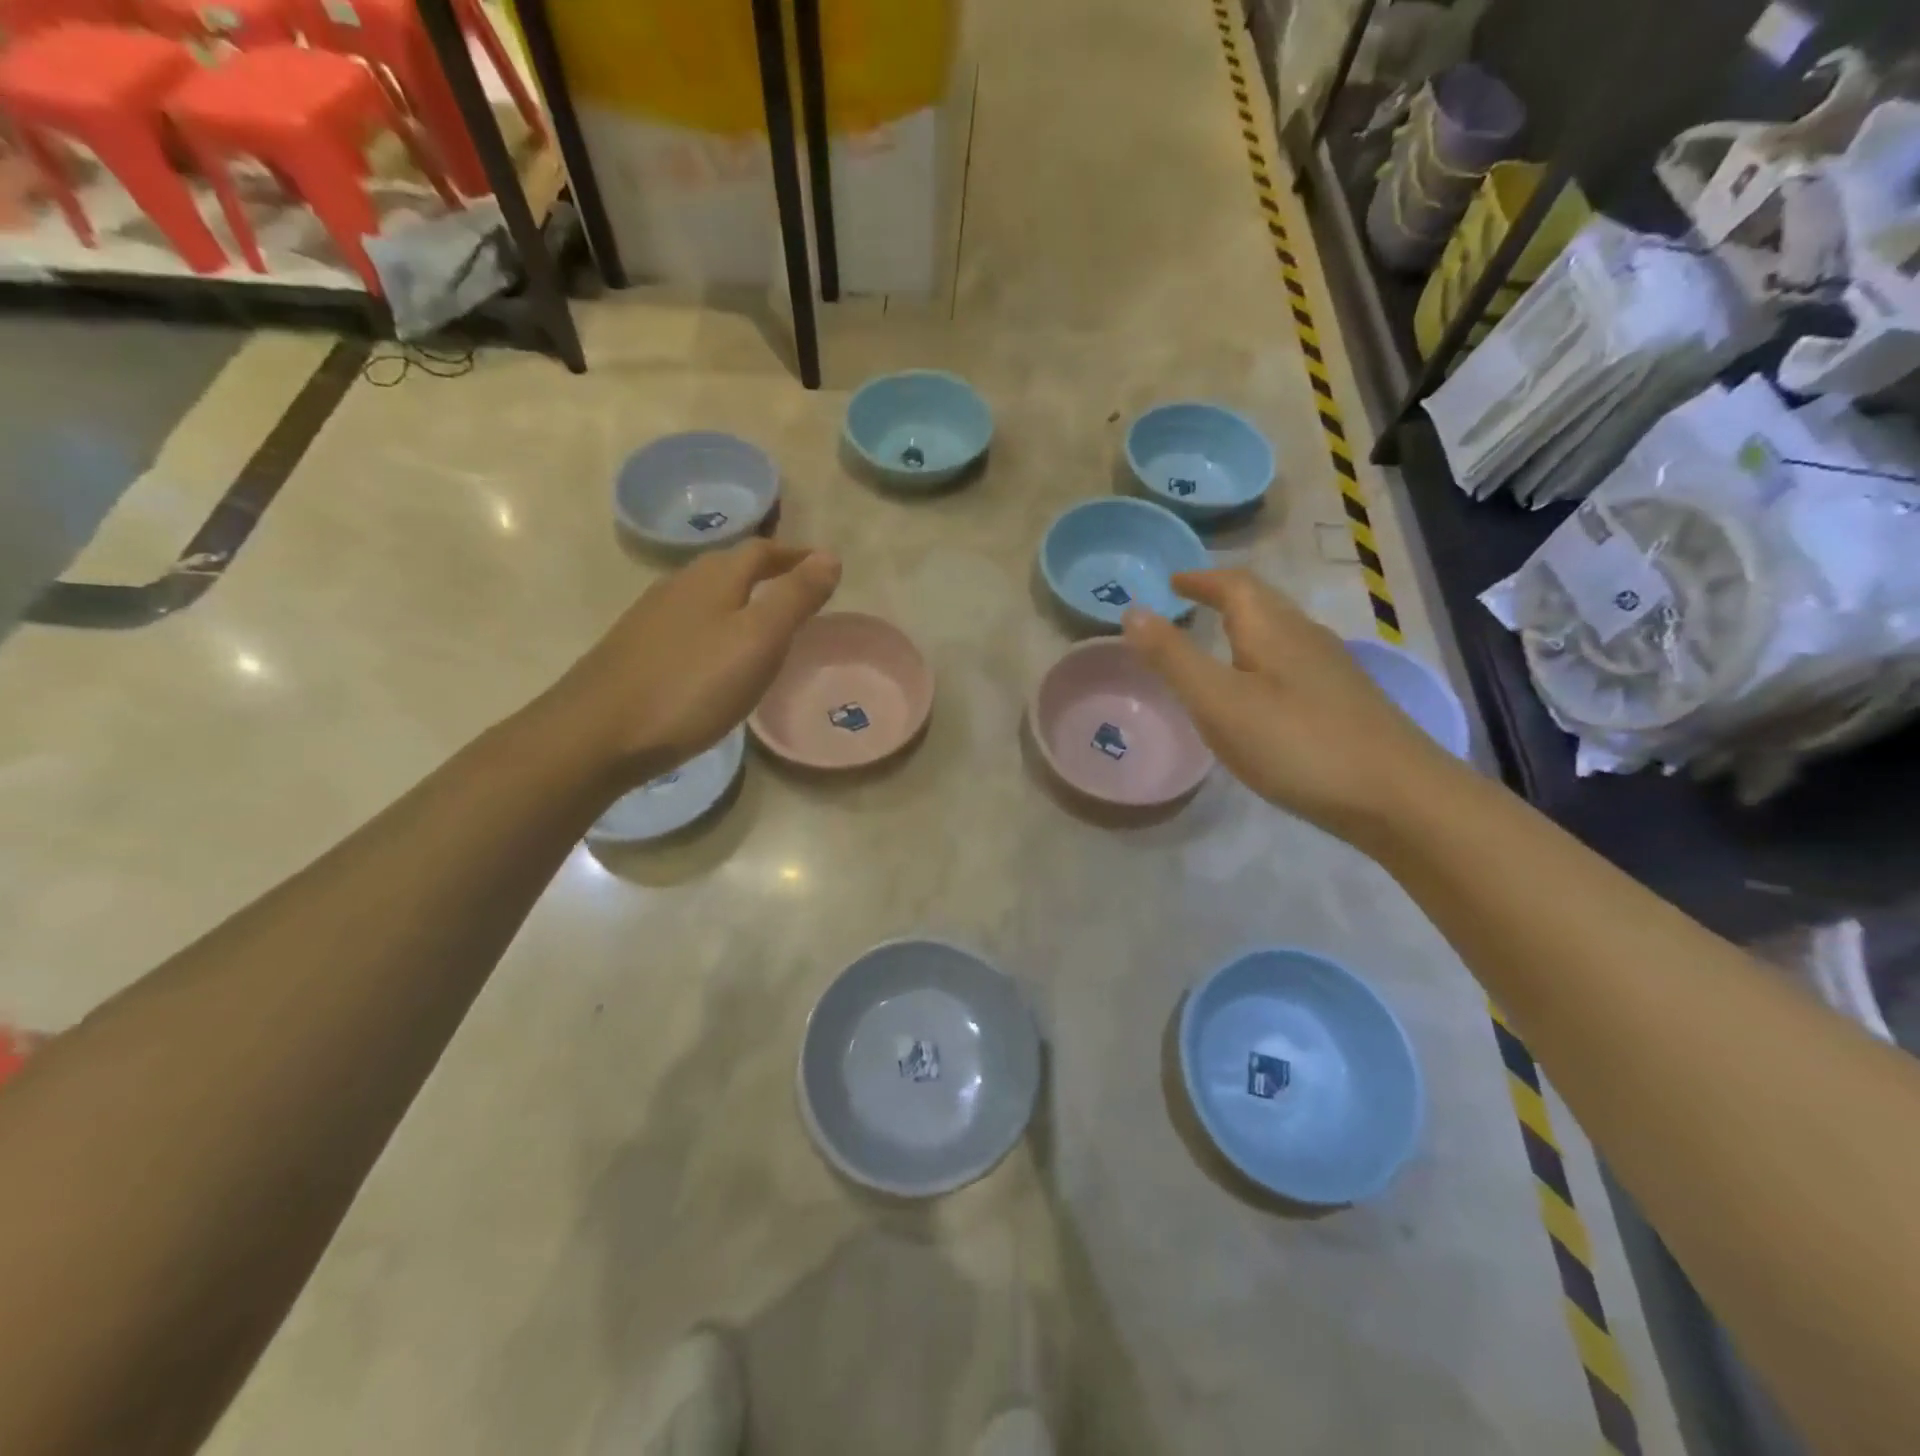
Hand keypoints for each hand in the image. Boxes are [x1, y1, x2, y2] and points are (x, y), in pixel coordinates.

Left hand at [550, 541, 840, 785]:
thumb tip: (830, 557)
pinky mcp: (635, 649)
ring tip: (764, 625)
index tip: (824, 567)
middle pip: (730, 568)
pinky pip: (688, 624)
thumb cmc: (691, 685)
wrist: (597, 733)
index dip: (795, 556)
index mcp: (714, 578)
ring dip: (740, 600)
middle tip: (799, 594)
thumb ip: (795, 598)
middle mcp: (679, 586)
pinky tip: (716, 658)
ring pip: (706, 596)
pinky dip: (716, 627)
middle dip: (767, 573)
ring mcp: (651, 617)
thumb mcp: (759, 640)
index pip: (762, 551)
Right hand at [1123, 569, 1458, 840]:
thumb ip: (1173, 657)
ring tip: (1217, 644)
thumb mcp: (1218, 702)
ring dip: (1245, 628)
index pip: (1234, 585)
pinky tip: (1260, 695)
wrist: (1397, 796)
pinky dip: (1264, 661)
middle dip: (1223, 597)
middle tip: (1188, 605)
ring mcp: (1332, 670)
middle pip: (1263, 603)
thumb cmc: (1296, 743)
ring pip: (1281, 634)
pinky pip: (1294, 664)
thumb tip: (1133, 610)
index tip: (1171, 582)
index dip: (1200, 580)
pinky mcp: (1346, 702)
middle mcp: (1306, 638)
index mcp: (1272, 630)